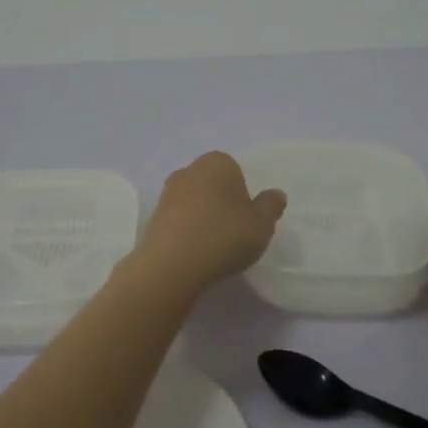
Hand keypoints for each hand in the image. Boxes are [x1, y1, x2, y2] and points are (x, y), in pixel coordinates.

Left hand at [134, 152, 287, 291]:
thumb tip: (275, 194)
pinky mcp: (152, 218)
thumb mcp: (262, 224)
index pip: (235, 171)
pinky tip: (195, 253)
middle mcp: (189, 170)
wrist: (172, 264)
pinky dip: (187, 233)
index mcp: (217, 162)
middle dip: (221, 203)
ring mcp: (167, 194)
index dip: (243, 194)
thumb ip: (271, 206)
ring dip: (202, 218)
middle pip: (212, 185)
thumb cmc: (224, 235)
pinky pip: (178, 222)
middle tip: (233, 232)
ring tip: (214, 247)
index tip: (247, 219)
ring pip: (193, 203)